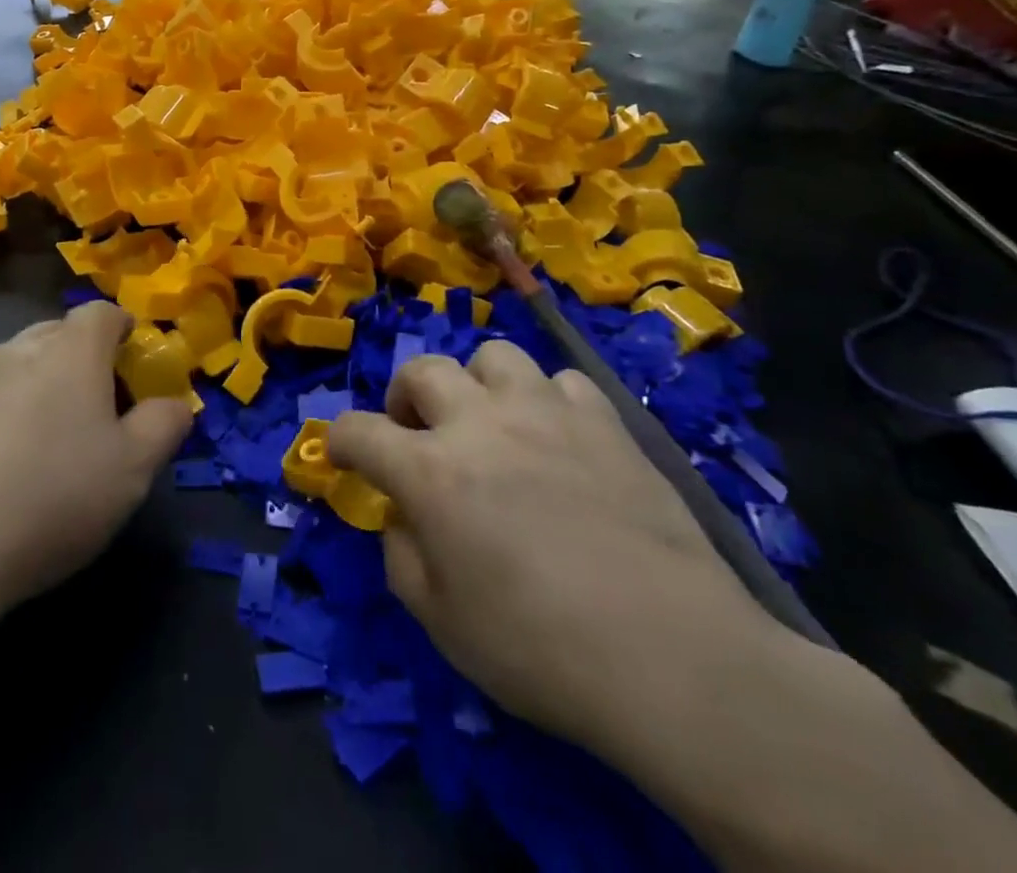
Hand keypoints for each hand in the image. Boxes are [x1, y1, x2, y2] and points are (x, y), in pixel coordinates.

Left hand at [0, 302, 191, 629]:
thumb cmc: (52, 498)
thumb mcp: (133, 470)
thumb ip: (165, 425)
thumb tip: (176, 403)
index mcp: (70, 351)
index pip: (102, 313)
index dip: (122, 329)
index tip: (132, 362)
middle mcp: (17, 348)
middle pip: (59, 334)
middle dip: (83, 358)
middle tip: (96, 409)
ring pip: (17, 362)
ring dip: (39, 384)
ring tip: (45, 440)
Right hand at [327, 342, 781, 753]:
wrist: (675, 659)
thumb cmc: (542, 650)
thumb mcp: (443, 623)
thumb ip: (403, 558)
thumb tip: (404, 519)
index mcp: (429, 471)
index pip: (358, 431)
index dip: (340, 441)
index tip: (343, 455)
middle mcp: (479, 422)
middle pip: (421, 370)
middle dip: (404, 398)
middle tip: (417, 434)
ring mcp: (545, 412)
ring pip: (493, 357)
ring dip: (477, 385)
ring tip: (490, 423)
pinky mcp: (604, 421)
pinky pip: (561, 383)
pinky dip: (547, 402)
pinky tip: (558, 439)